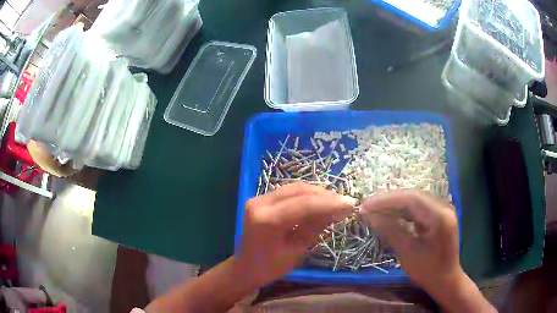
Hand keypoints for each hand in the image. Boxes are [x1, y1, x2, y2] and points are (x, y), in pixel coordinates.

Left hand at [237, 182, 356, 286]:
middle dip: (324, 195)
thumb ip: (316, 226)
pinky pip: (287, 192)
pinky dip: (305, 196)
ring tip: (336, 201)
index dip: (329, 203)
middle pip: (298, 191)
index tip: (350, 203)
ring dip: (316, 193)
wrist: (245, 268)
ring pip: (293, 188)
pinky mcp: (260, 199)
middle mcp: (259, 203)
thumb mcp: (297, 251)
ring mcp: (258, 198)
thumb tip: (339, 209)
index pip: (303, 205)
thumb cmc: (270, 267)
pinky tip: (319, 201)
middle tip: (345, 202)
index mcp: (266, 220)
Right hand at [360, 190, 459, 291]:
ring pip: (414, 200)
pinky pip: (418, 207)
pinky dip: (403, 210)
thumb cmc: (428, 271)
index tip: (365, 206)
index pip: (411, 199)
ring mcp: (442, 209)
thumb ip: (390, 230)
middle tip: (367, 208)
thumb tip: (368, 215)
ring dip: (394, 204)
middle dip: (388, 201)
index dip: (386, 200)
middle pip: (413, 196)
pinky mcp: (439, 214)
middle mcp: (443, 207)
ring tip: (375, 210)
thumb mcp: (407, 253)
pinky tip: (390, 215)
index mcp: (440, 216)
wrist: (446, 279)